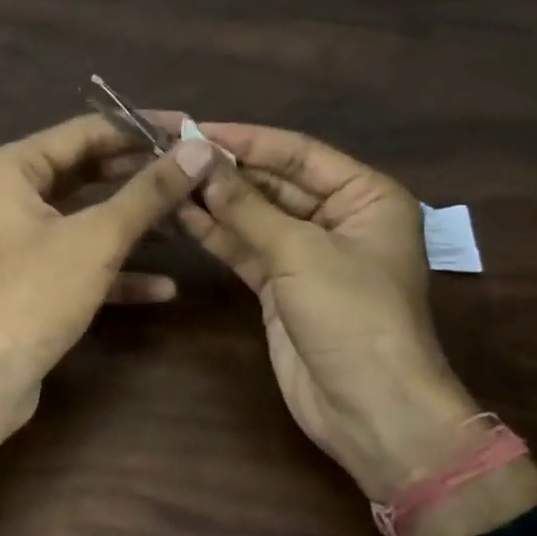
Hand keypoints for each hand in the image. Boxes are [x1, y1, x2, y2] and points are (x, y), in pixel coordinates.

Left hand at [0, 114, 218, 431]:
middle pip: (88, 173)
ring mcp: (20, 242)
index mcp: (13, 168)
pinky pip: (80, 262)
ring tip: (189, 223)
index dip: (140, 128)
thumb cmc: (32, 295)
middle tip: (195, 175)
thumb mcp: (96, 239)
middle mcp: (11, 197)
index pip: (86, 131)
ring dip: (135, 224)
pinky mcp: (31, 282)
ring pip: (86, 220)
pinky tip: (164, 287)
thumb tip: (197, 149)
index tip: (190, 128)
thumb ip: (148, 192)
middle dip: (142, 178)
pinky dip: (117, 271)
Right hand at [175, 123, 477, 500]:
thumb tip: (201, 162)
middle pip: (275, 183)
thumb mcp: (300, 252)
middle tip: (172, 154)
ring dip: (216, 201)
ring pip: (256, 217)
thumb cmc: (351, 315)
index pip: (299, 153)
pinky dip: (217, 234)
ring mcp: (308, 255)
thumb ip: (247, 207)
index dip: (247, 139)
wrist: (368, 407)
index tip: (195, 128)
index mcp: (366, 196)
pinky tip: (182, 216)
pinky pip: (247, 249)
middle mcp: (339, 218)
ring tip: (167, 180)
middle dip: (227, 171)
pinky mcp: (282, 287)